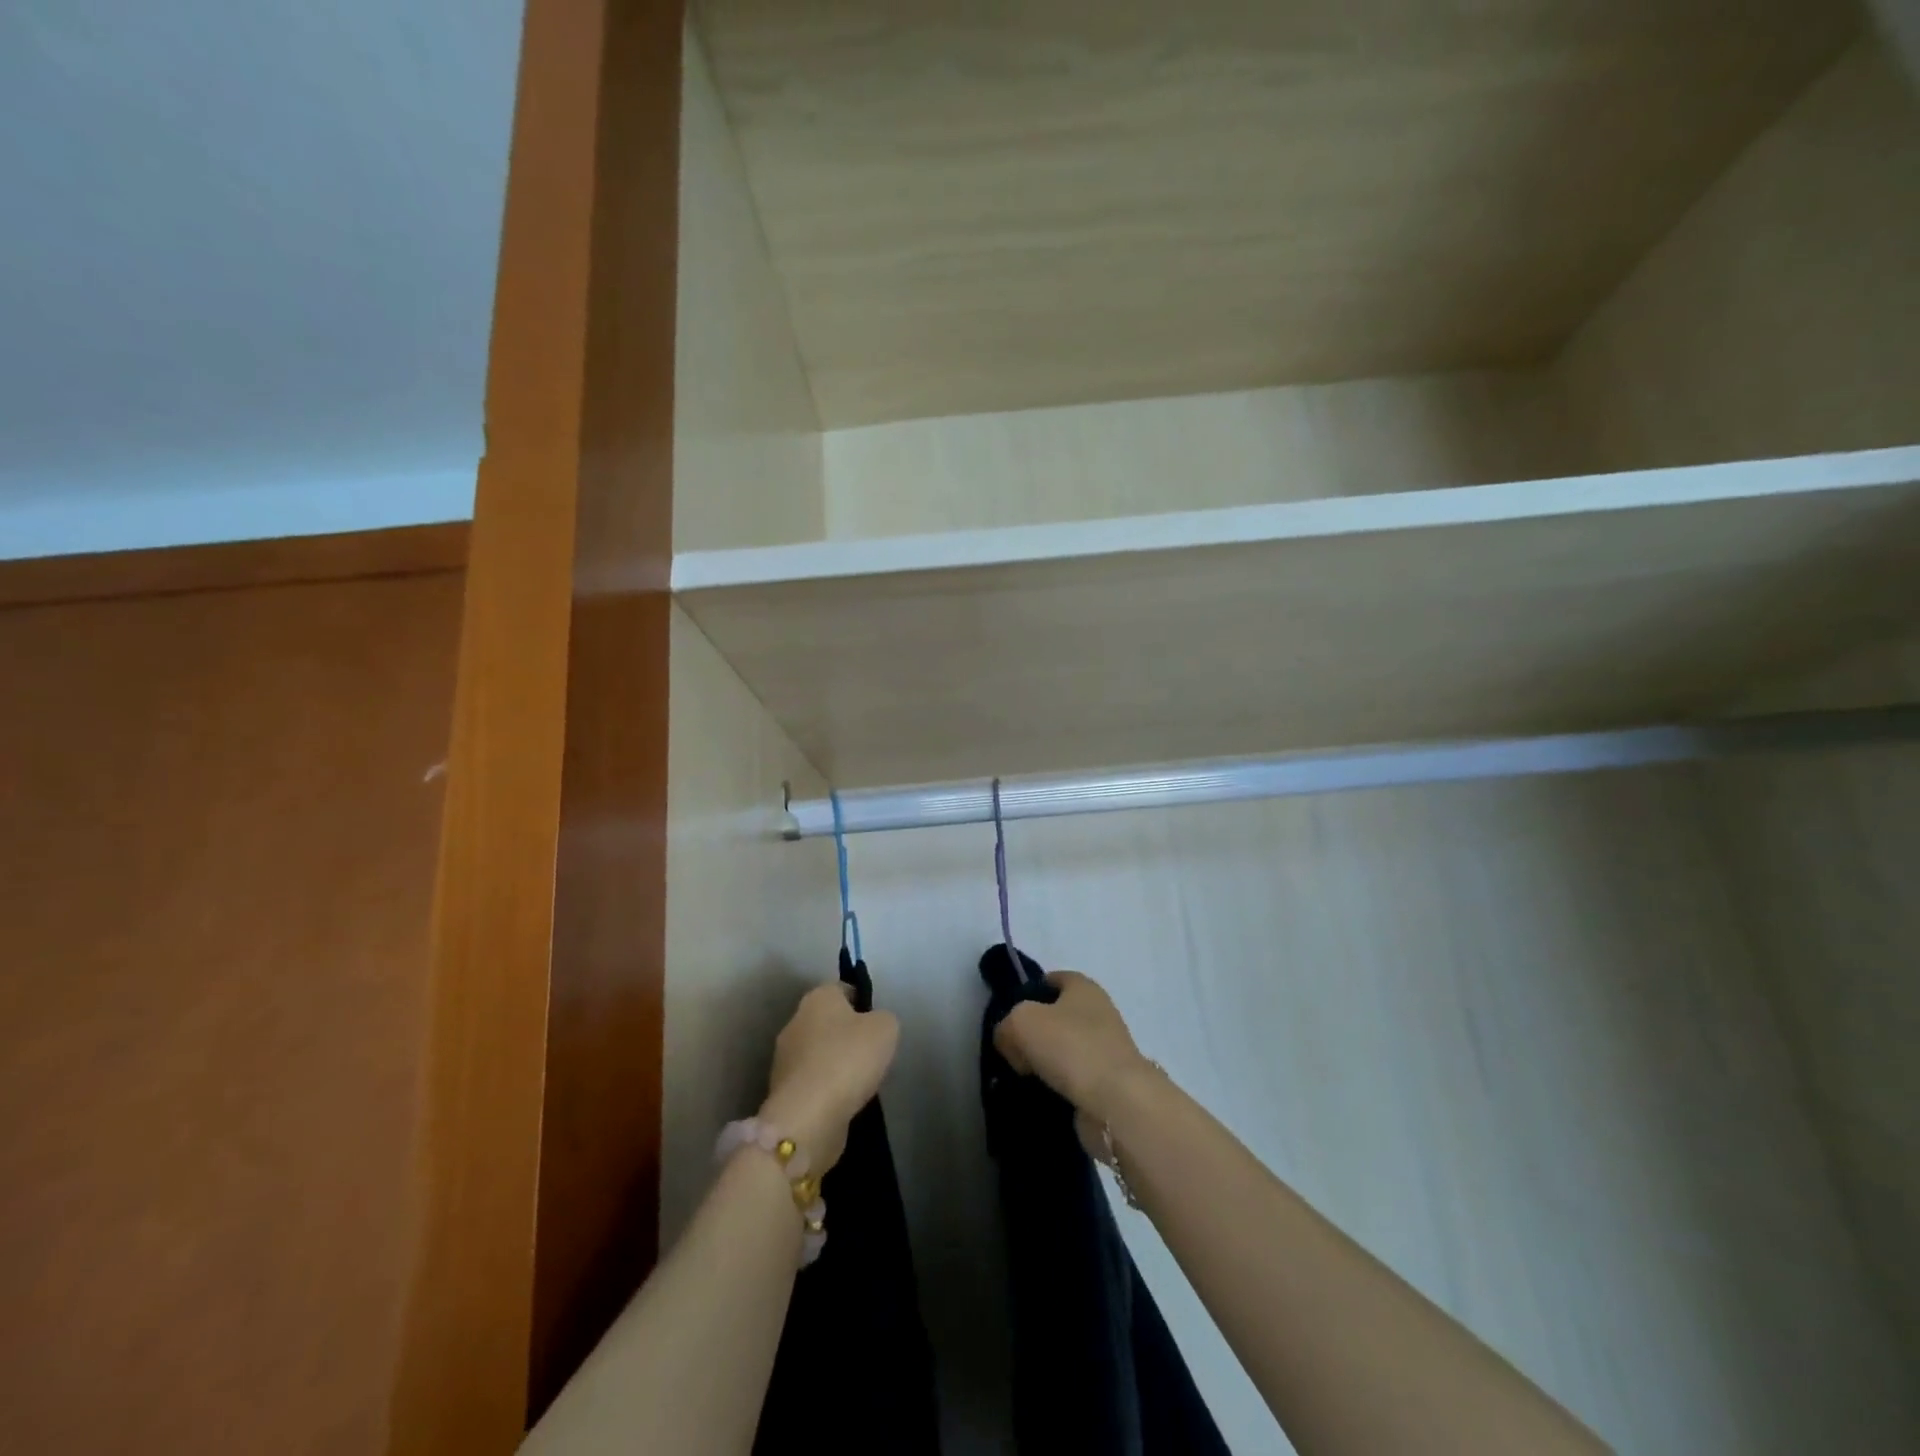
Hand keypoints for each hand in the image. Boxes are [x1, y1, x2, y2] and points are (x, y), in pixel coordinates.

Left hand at [759, 982, 899, 1173]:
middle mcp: (795, 1021)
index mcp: (818, 998)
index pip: (842, 989)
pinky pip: (812, 1081)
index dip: (862, 1001)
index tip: (878, 1022)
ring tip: (859, 1081)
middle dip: (847, 1034)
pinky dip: (826, 1088)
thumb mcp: (885, 1029)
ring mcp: (784, 1058)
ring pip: (818, 1052)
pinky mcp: (782, 1091)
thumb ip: (884, 1019)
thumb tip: (874, 1025)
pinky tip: (842, 1101)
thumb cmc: (848, 1060)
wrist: (807, 1118)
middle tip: (871, 1053)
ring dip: (835, 1063)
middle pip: (828, 1021)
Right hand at [994, 971, 1152, 1123]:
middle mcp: (1099, 1012)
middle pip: (1056, 1016)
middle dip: (1033, 1032)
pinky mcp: (1109, 1084)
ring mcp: (1107, 1049)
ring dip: (1044, 1063)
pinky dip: (1057, 1087)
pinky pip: (1073, 1079)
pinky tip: (1040, 1096)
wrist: (1116, 1102)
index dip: (1029, 993)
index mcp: (1083, 987)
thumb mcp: (1021, 1022)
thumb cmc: (1070, 1046)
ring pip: (1064, 1050)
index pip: (1052, 979)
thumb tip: (1009, 1041)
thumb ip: (1006, 1025)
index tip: (1009, 1016)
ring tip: (1021, 1078)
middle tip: (1011, 1051)